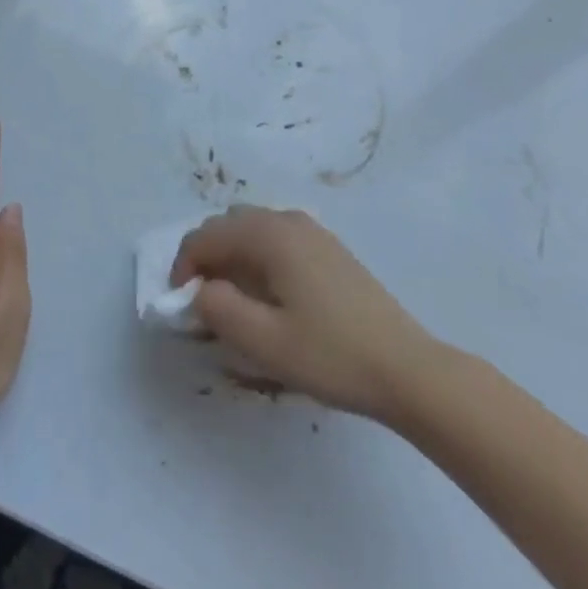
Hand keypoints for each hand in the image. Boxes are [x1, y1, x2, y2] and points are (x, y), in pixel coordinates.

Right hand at [172, 207, 442, 421]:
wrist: (407, 368)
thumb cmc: (332, 354)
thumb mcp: (265, 341)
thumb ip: (219, 310)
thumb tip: (200, 291)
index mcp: (268, 234)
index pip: (206, 236)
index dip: (184, 266)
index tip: (180, 305)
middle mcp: (287, 220)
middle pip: (228, 225)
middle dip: (206, 257)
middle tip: (203, 302)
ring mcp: (312, 231)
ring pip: (252, 229)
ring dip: (231, 256)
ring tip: (232, 300)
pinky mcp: (328, 249)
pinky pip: (276, 239)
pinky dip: (257, 257)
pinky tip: (268, 295)